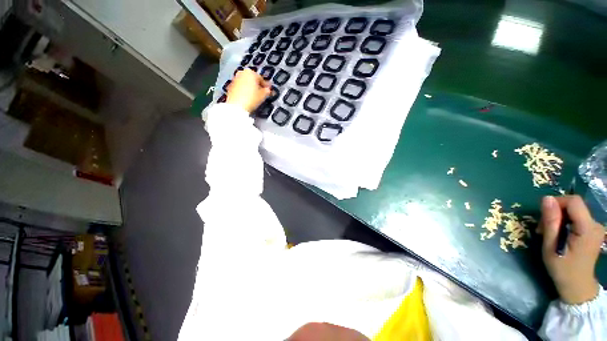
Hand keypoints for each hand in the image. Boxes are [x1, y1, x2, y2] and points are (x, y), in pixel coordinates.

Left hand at [226, 69, 270, 112]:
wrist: (236, 106)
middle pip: (252, 79)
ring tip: (254, 96)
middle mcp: (242, 72)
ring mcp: (235, 78)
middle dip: (257, 86)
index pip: (261, 79)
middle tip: (261, 94)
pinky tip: (247, 98)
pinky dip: (244, 90)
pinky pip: (240, 87)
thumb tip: (268, 89)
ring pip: (246, 82)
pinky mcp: (230, 86)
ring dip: (250, 88)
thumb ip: (267, 91)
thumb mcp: (263, 95)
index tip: (269, 92)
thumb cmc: (251, 98)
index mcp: (251, 72)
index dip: (266, 86)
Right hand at [538, 195, 603, 304]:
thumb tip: (546, 199)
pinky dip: (565, 223)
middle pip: (574, 206)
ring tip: (549, 233)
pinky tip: (559, 234)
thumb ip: (551, 221)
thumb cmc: (562, 268)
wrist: (577, 286)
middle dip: (555, 213)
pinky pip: (577, 218)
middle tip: (543, 229)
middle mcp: (596, 224)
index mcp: (587, 228)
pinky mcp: (593, 230)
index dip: (557, 203)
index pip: (573, 201)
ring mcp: (596, 227)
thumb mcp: (551, 246)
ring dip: (559, 218)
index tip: (544, 216)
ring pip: (574, 211)